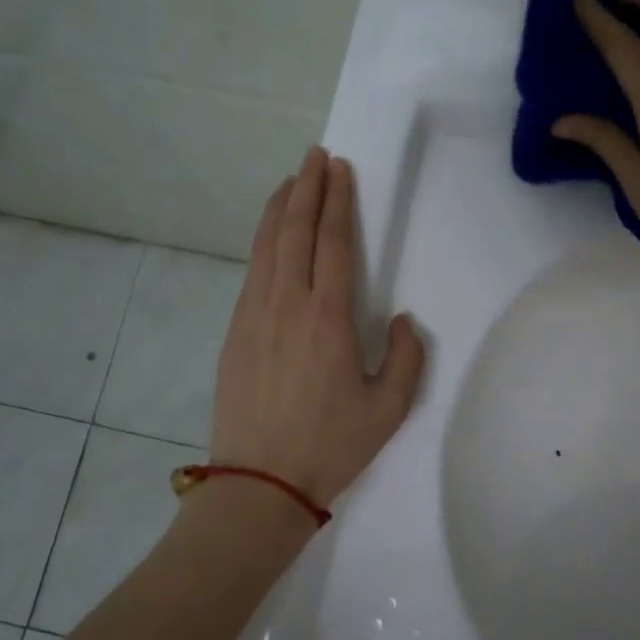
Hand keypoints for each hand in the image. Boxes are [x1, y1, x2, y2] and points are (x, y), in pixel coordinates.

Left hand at [212, 147, 425, 509]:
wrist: (260, 482)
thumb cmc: (330, 445)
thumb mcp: (389, 408)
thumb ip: (405, 357)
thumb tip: (401, 320)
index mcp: (328, 317)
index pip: (333, 242)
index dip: (337, 201)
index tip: (339, 169)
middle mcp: (287, 303)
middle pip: (295, 230)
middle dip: (307, 187)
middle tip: (315, 156)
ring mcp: (254, 315)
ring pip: (266, 246)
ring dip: (280, 209)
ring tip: (291, 181)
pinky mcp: (234, 331)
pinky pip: (251, 272)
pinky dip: (262, 243)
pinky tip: (269, 238)